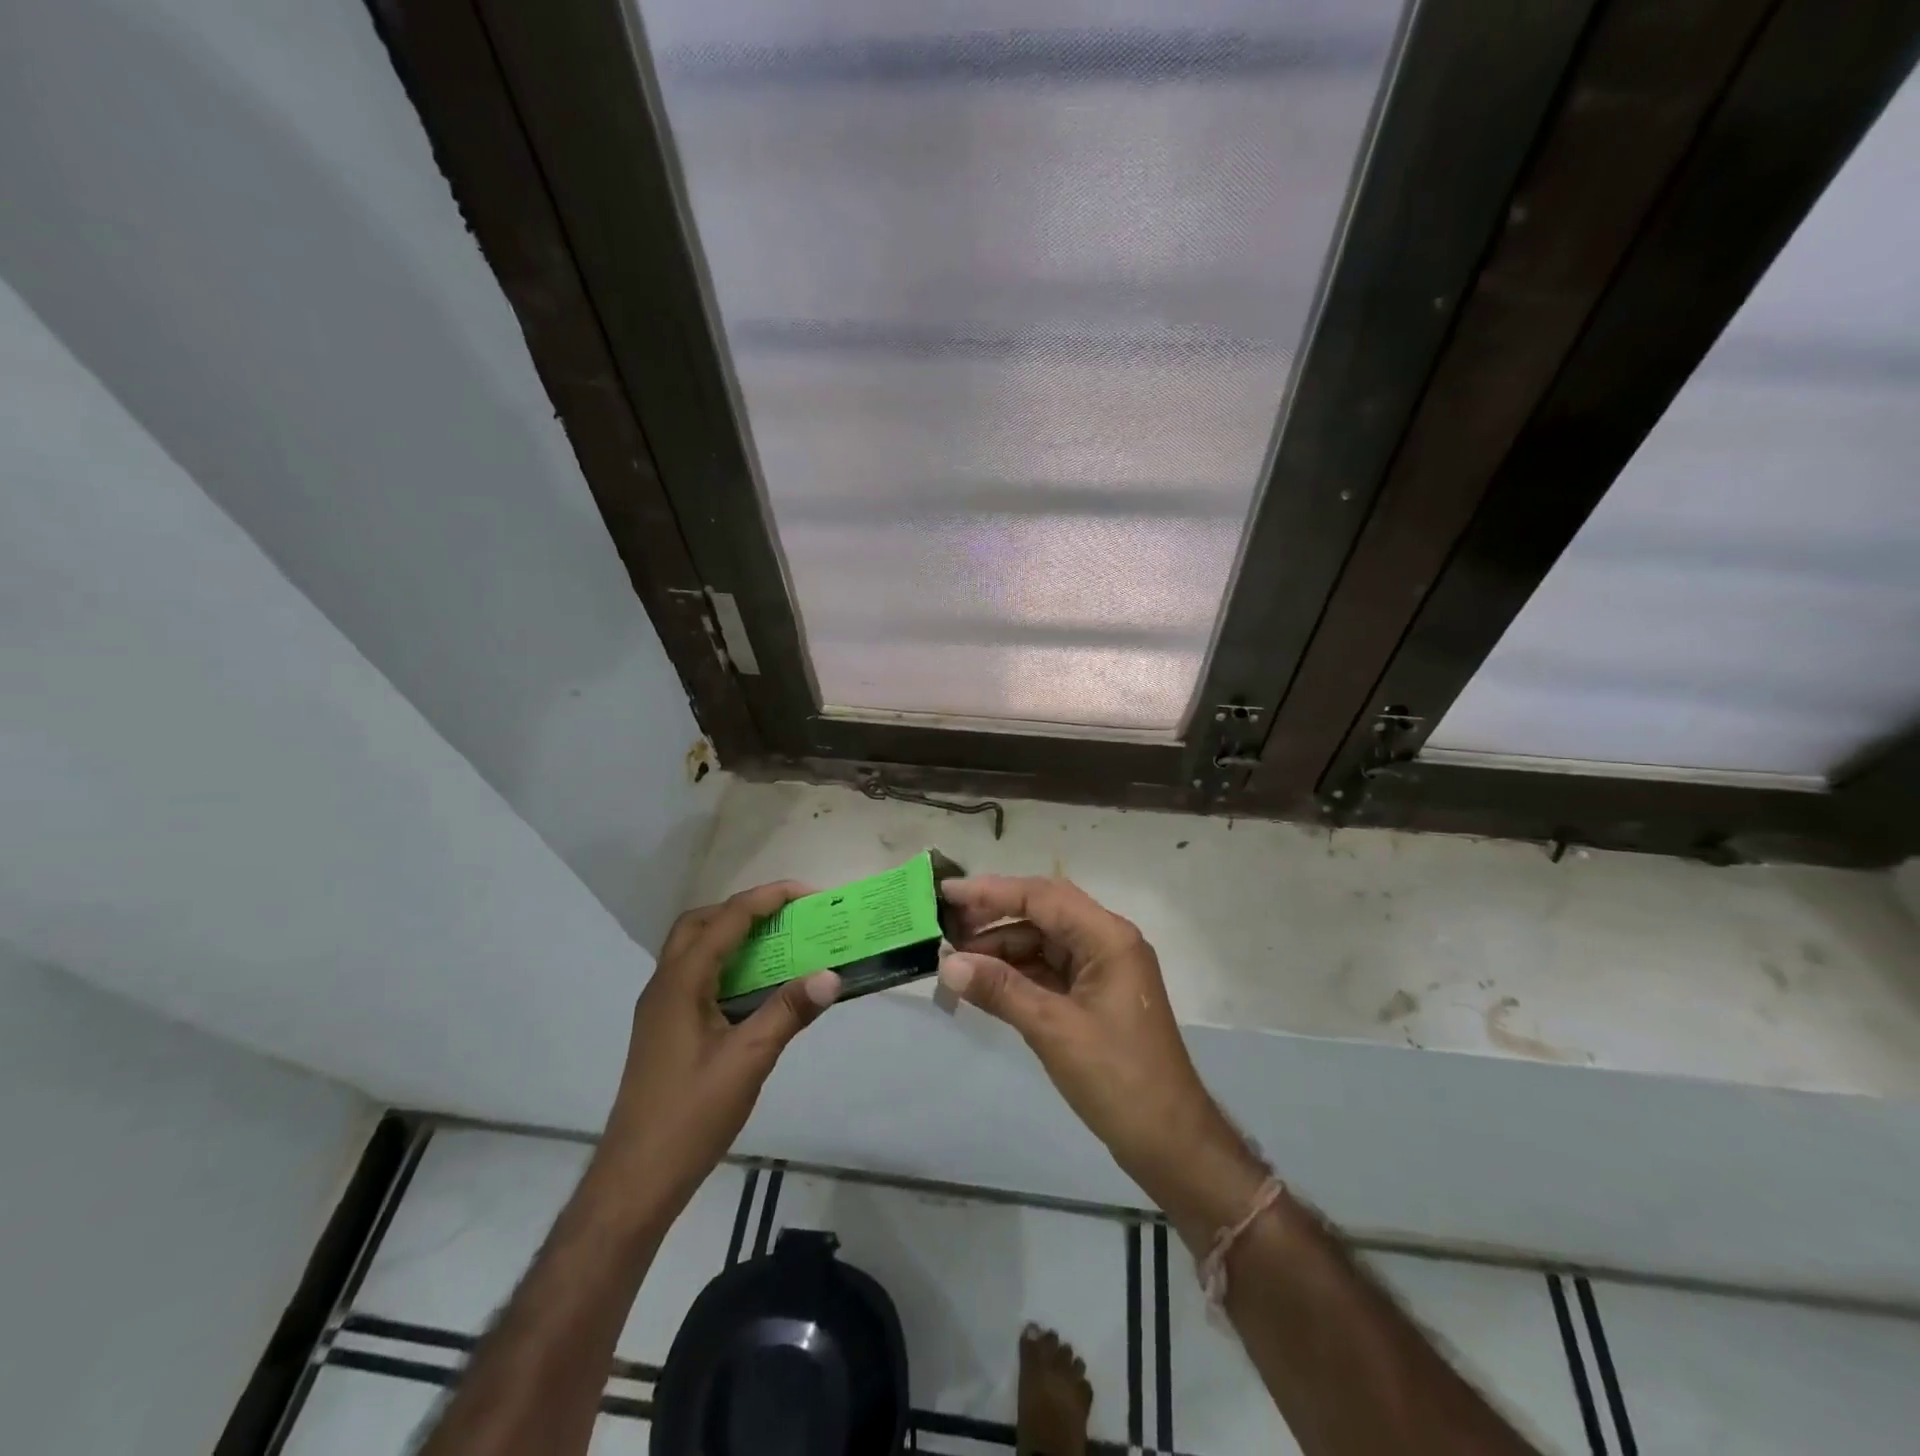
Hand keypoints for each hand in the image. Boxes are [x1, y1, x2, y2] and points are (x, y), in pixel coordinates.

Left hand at [594, 881, 840, 1216]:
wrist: (636, 1179)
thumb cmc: (690, 1116)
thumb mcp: (748, 1061)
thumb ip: (789, 1012)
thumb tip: (832, 975)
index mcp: (681, 982)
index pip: (727, 919)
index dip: (769, 898)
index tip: (809, 894)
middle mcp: (665, 984)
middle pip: (701, 923)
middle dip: (744, 908)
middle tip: (787, 916)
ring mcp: (661, 1008)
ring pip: (694, 949)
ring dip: (733, 935)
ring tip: (778, 944)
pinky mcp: (665, 1029)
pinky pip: (696, 976)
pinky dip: (726, 964)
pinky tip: (755, 990)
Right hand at [938, 876, 1257, 1212]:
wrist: (1169, 1141)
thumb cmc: (1117, 1077)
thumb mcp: (1053, 1029)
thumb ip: (1000, 989)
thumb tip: (947, 963)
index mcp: (1108, 937)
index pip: (1042, 896)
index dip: (992, 891)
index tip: (948, 892)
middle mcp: (1106, 942)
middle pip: (1043, 913)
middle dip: (994, 917)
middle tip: (946, 926)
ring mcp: (1101, 969)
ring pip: (1042, 942)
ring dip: (1001, 948)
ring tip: (955, 961)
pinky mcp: (1093, 996)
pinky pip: (1047, 970)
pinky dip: (1015, 973)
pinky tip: (983, 983)